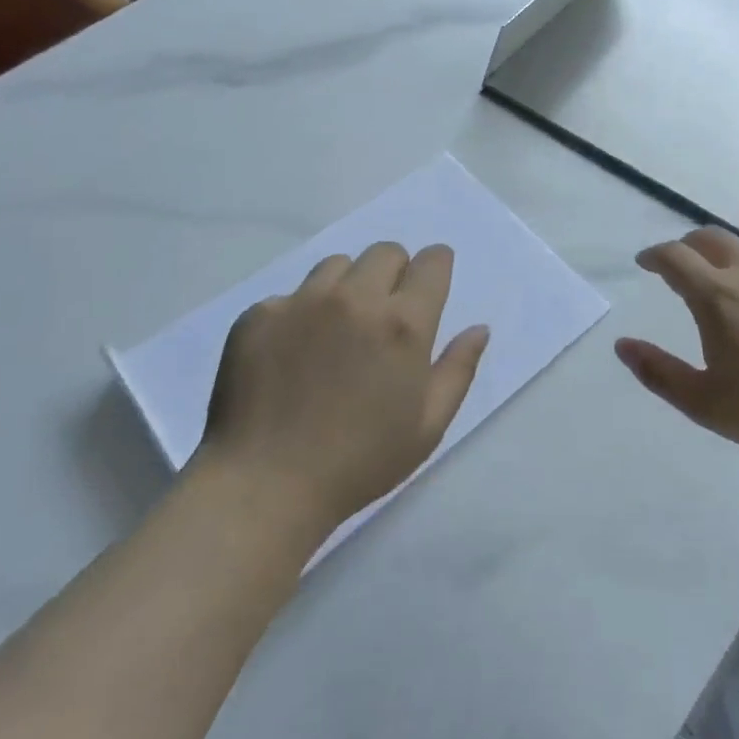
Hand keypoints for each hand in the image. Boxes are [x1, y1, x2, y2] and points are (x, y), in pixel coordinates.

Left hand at [198, 242, 490, 529]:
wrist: (265, 487)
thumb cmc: (360, 462)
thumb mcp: (427, 426)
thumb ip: (458, 369)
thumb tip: (479, 328)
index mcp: (403, 323)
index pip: (432, 262)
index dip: (436, 267)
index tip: (429, 284)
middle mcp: (355, 298)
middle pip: (385, 252)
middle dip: (394, 273)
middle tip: (383, 314)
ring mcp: (302, 302)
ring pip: (337, 266)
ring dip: (347, 287)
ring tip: (335, 331)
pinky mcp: (259, 315)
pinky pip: (290, 295)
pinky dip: (299, 314)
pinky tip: (292, 355)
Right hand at [615, 228, 738, 472]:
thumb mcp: (704, 403)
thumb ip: (657, 372)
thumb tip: (622, 345)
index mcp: (717, 295)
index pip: (674, 257)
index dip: (654, 255)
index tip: (646, 263)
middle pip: (711, 238)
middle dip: (688, 245)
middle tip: (681, 264)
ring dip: (730, 258)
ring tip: (729, 283)